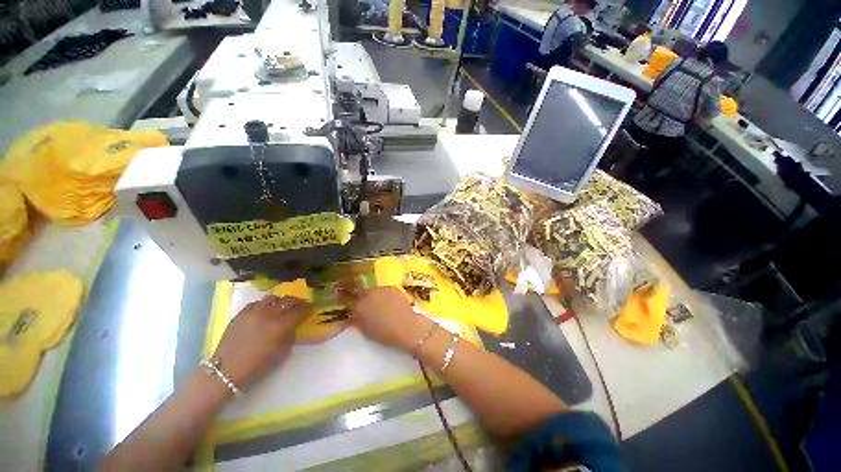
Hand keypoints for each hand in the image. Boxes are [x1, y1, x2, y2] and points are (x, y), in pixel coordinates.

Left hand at [212, 295, 309, 388]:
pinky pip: (257, 303)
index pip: (301, 310)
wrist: (226, 371)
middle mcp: (269, 314)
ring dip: (280, 301)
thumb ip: (291, 335)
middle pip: (288, 300)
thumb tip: (294, 325)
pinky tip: (264, 311)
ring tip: (281, 306)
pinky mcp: (241, 313)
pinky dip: (264, 305)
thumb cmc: (258, 366)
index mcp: (281, 325)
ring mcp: (253, 312)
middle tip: (300, 305)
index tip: (311, 308)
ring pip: (272, 298)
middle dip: (297, 302)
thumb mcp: (283, 353)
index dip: (308, 308)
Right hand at [341, 287, 431, 352]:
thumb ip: (357, 320)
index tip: (344, 298)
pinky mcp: (391, 287)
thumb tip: (352, 315)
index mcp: (358, 306)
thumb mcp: (366, 330)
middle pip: (359, 290)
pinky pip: (383, 290)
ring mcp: (380, 289)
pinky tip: (389, 302)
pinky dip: (384, 295)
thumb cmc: (385, 334)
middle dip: (359, 294)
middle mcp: (367, 294)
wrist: (407, 327)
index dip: (344, 298)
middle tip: (363, 301)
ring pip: (372, 290)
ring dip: (372, 295)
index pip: (346, 298)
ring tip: (379, 303)